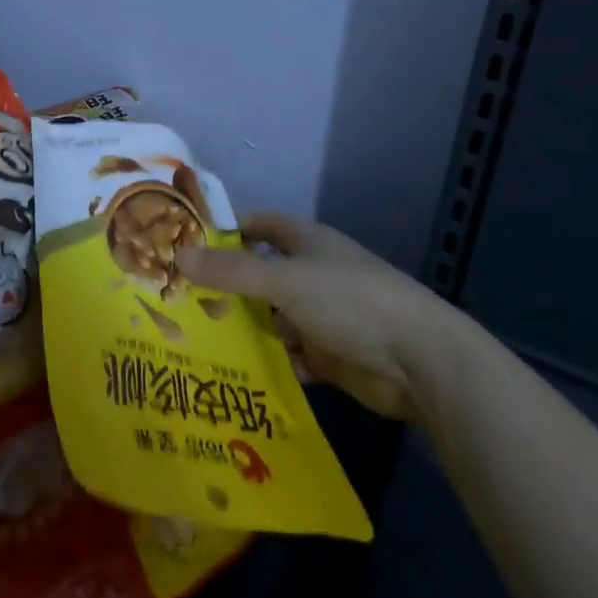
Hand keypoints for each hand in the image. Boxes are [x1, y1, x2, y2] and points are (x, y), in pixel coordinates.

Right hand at [177, 212, 459, 419]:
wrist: (420, 363)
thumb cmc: (350, 301)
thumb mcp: (283, 281)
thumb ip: (231, 271)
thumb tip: (177, 255)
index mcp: (307, 243)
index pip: (260, 225)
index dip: (228, 229)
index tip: (188, 242)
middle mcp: (312, 275)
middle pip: (261, 275)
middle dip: (226, 286)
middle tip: (179, 298)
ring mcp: (322, 317)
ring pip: (271, 318)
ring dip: (244, 329)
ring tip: (194, 339)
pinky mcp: (329, 356)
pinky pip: (288, 356)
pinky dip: (267, 363)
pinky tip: (233, 373)